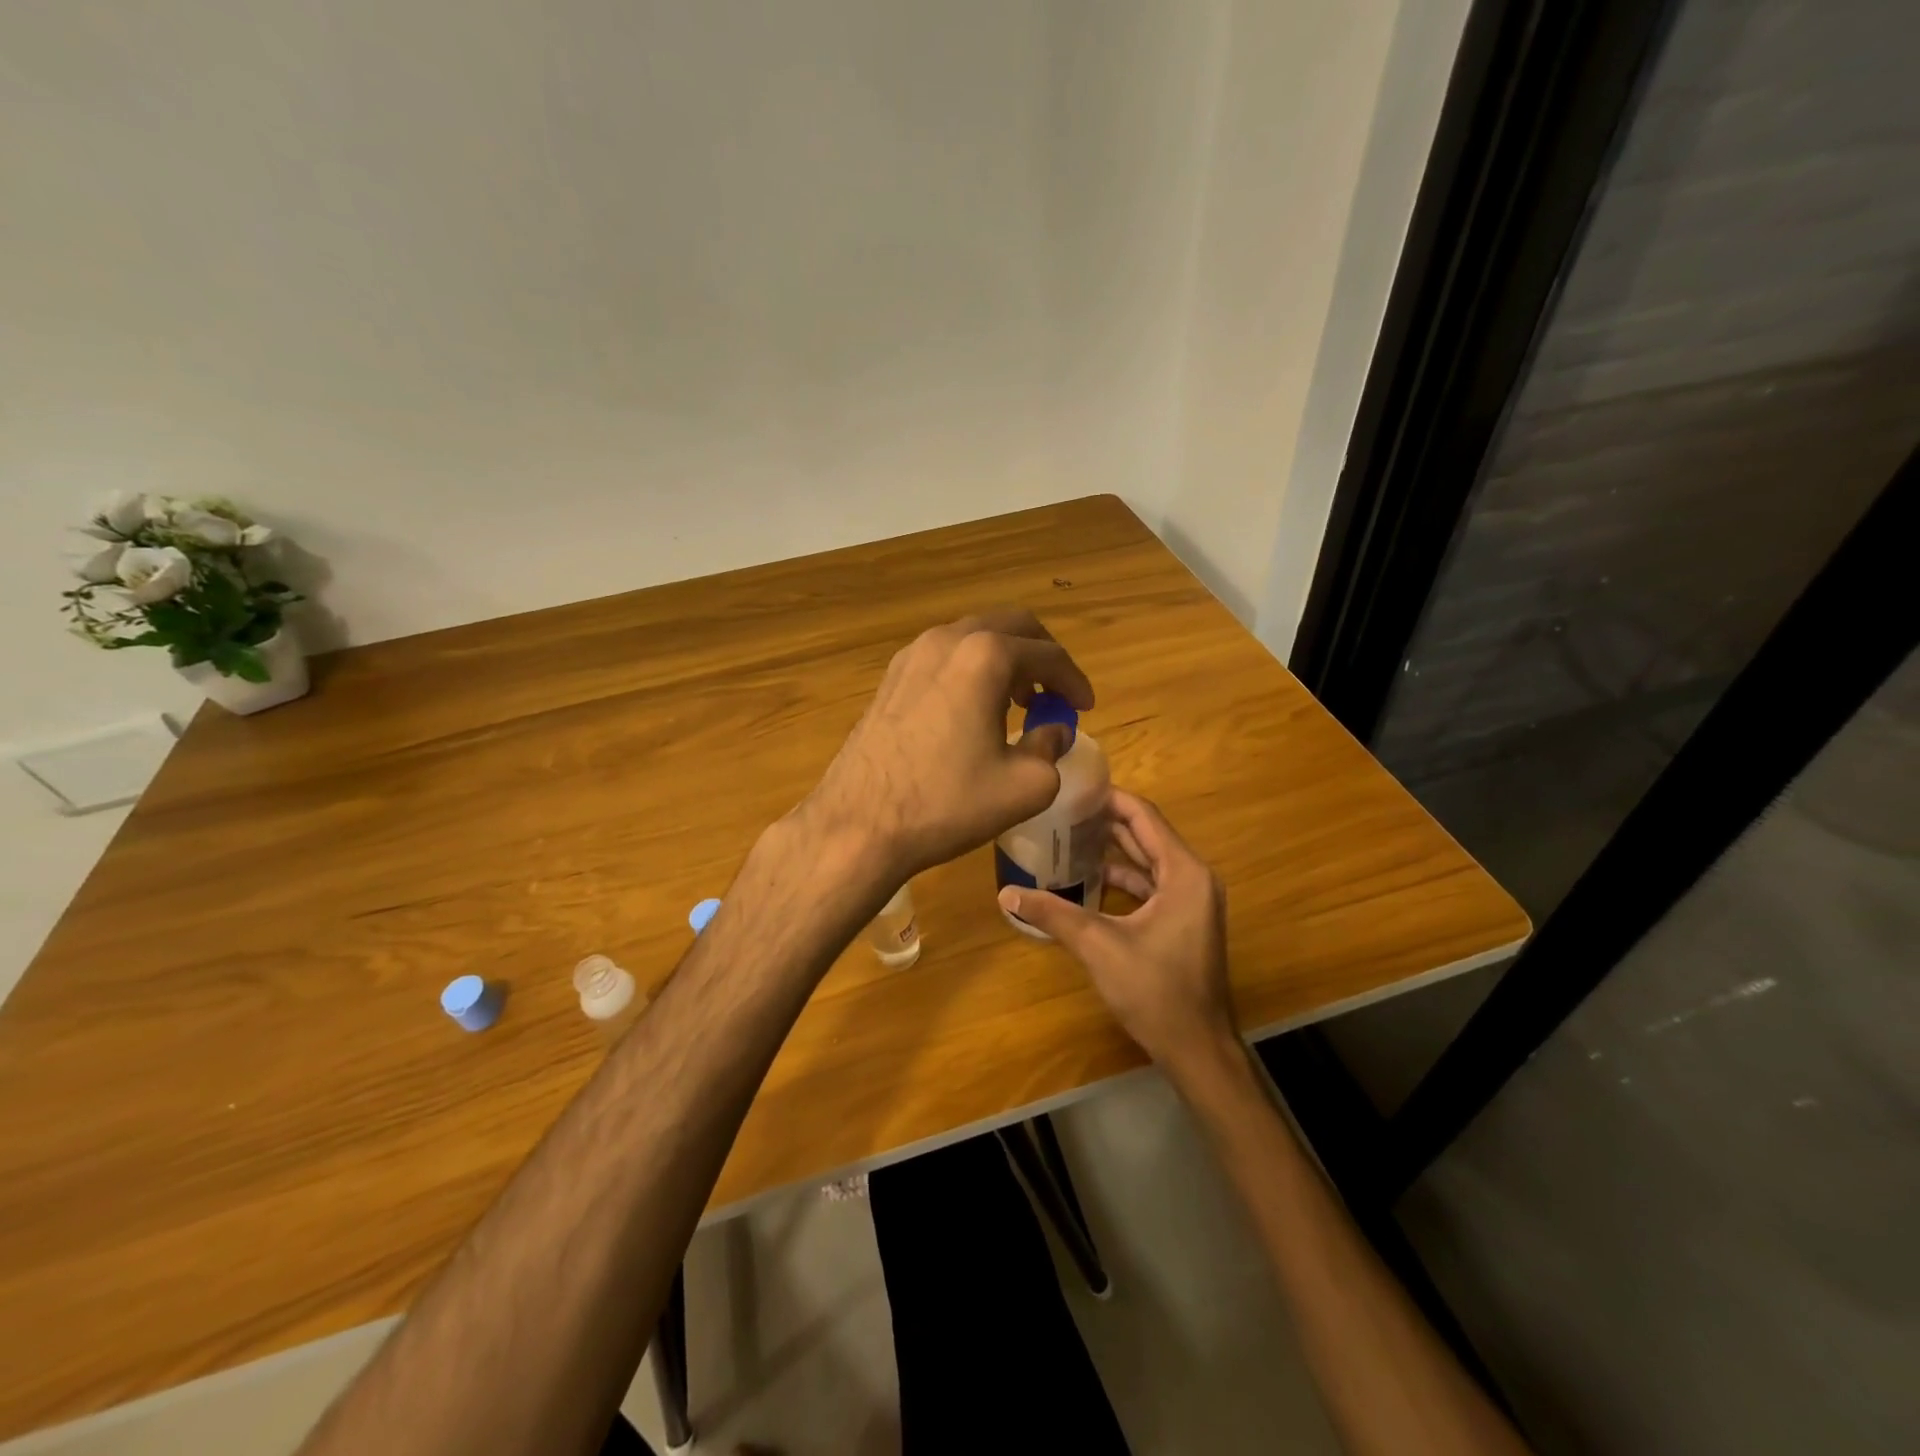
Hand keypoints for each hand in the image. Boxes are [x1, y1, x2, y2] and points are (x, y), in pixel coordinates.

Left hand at [801, 609, 1094, 881]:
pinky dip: (970, 671)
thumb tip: (1054, 732)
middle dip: (1041, 657)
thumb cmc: (947, 803)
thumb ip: (1051, 749)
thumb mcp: (1024, 786)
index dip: (1074, 681)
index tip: (1084, 708)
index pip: (1048, 655)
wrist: (859, 825)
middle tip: (1054, 694)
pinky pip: (943, 657)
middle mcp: (947, 640)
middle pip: (1010, 627)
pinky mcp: (889, 678)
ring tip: (1018, 702)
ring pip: (973, 638)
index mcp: (985, 656)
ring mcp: (911, 655)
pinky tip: (973, 711)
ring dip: (1004, 661)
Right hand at [997, 790, 1236, 1075]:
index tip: (1072, 789)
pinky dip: (1122, 878)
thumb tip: (1006, 892)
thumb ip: (1053, 914)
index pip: (1144, 816)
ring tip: (1067, 838)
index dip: (1109, 799)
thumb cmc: (1155, 991)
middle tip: (1061, 811)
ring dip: (1112, 850)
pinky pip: (1151, 885)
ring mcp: (1192, 901)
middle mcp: (1194, 878)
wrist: (1197, 1049)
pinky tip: (1087, 879)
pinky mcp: (1184, 922)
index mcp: (1184, 873)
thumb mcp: (1098, 946)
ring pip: (1148, 861)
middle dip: (1105, 822)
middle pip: (1146, 835)